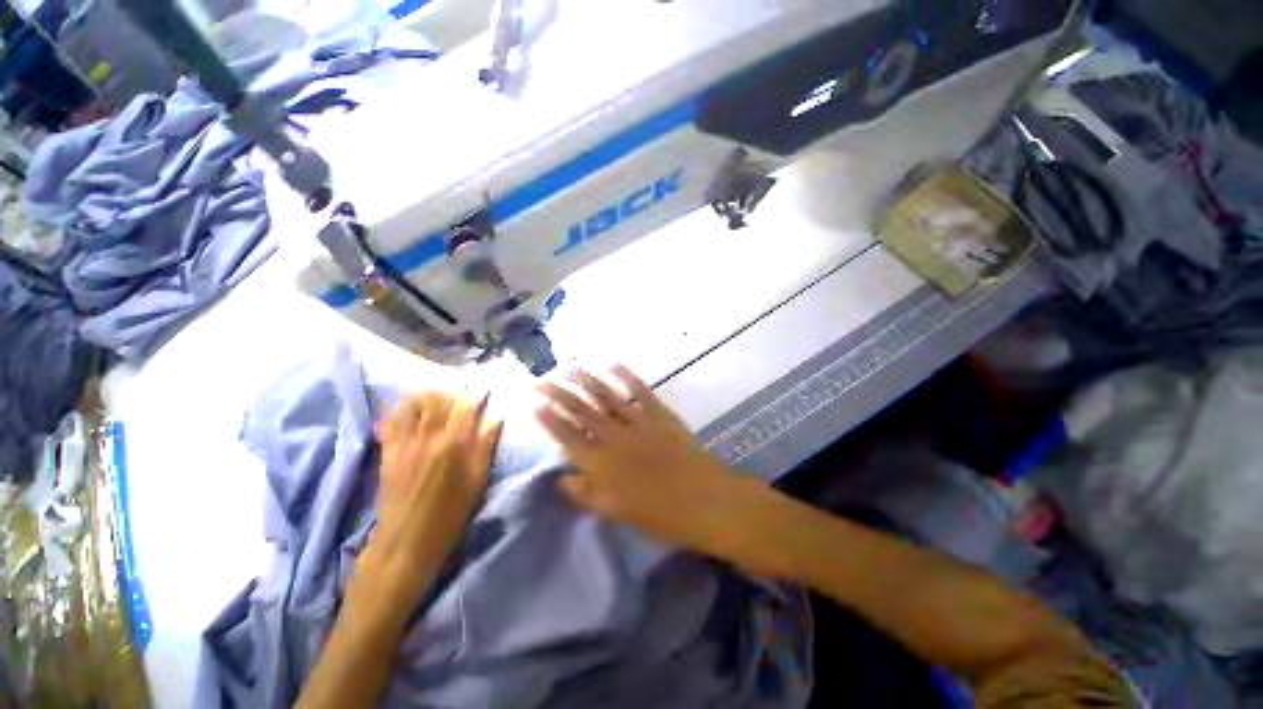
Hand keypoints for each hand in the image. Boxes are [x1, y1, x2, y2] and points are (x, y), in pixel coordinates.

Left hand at [366, 391, 502, 606]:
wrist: (407, 542)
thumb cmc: (451, 513)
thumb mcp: (478, 481)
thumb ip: (486, 445)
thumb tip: (496, 418)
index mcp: (453, 443)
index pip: (464, 406)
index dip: (474, 394)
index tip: (483, 389)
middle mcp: (427, 436)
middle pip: (436, 399)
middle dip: (449, 391)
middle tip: (458, 394)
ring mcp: (404, 443)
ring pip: (411, 405)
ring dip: (424, 397)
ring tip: (435, 399)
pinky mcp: (388, 452)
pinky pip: (391, 422)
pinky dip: (400, 410)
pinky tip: (409, 411)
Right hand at [535, 367, 742, 551]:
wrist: (703, 500)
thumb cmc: (658, 514)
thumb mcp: (616, 512)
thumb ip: (586, 493)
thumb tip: (562, 478)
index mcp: (600, 463)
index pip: (566, 435)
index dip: (548, 418)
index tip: (534, 403)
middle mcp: (613, 436)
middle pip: (580, 410)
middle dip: (559, 393)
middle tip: (542, 380)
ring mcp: (637, 421)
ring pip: (605, 395)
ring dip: (586, 379)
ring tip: (570, 367)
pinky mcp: (658, 413)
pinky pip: (639, 390)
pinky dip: (626, 375)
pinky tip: (613, 364)